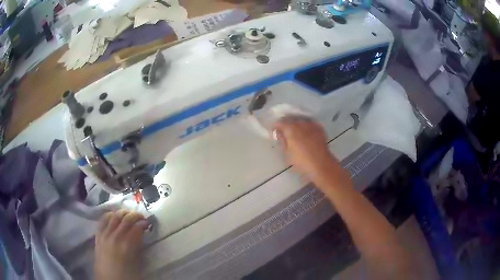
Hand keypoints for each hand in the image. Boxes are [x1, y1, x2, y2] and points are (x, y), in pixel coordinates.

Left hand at [95, 210, 148, 279]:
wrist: (108, 278)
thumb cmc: (125, 274)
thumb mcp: (137, 263)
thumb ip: (138, 247)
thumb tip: (141, 235)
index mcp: (127, 246)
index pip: (136, 228)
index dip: (143, 223)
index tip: (148, 222)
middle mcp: (115, 237)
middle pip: (126, 219)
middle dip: (135, 215)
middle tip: (141, 216)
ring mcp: (105, 235)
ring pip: (114, 217)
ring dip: (123, 212)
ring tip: (128, 213)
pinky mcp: (98, 235)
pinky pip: (102, 220)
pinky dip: (109, 215)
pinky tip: (113, 215)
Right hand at [274, 117, 348, 184]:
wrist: (321, 164)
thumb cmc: (301, 161)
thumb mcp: (287, 153)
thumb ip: (282, 141)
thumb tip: (278, 134)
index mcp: (291, 129)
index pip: (279, 123)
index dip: (275, 127)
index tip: (273, 132)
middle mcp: (301, 123)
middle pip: (290, 119)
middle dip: (286, 124)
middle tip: (283, 132)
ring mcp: (311, 124)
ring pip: (300, 120)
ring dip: (296, 124)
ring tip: (295, 132)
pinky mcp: (319, 128)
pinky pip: (310, 124)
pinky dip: (306, 126)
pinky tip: (305, 132)